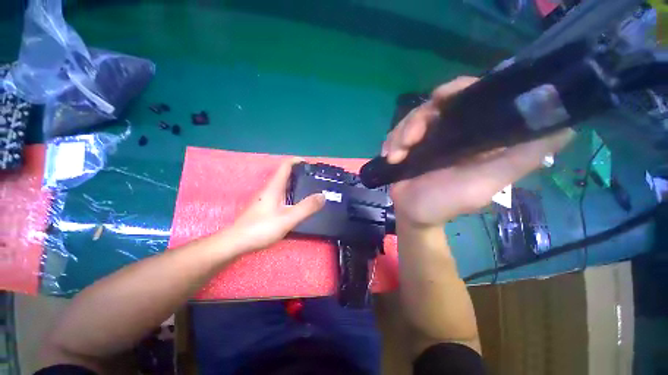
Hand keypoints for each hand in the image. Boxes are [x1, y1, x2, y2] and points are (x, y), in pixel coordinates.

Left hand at [230, 158, 325, 252]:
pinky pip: (282, 196)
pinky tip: (299, 205)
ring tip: (312, 190)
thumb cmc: (261, 228)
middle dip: (301, 174)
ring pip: (284, 186)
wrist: (236, 243)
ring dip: (298, 185)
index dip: (298, 161)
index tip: (312, 165)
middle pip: (286, 175)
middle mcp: (270, 190)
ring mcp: (267, 199)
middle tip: (317, 180)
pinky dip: (293, 195)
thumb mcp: (287, 218)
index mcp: (274, 187)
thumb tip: (323, 195)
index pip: (286, 166)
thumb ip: (306, 207)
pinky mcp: (266, 208)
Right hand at [384, 76, 574, 228]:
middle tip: (409, 140)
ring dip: (400, 135)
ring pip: (412, 119)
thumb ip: (519, 158)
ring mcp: (427, 138)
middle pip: (435, 105)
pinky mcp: (408, 146)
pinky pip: (396, 133)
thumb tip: (565, 126)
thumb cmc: (447, 202)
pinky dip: (391, 142)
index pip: (473, 97)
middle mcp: (452, 131)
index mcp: (476, 135)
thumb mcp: (485, 183)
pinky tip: (390, 157)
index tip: (441, 96)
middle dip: (418, 120)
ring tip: (396, 157)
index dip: (460, 89)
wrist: (412, 213)